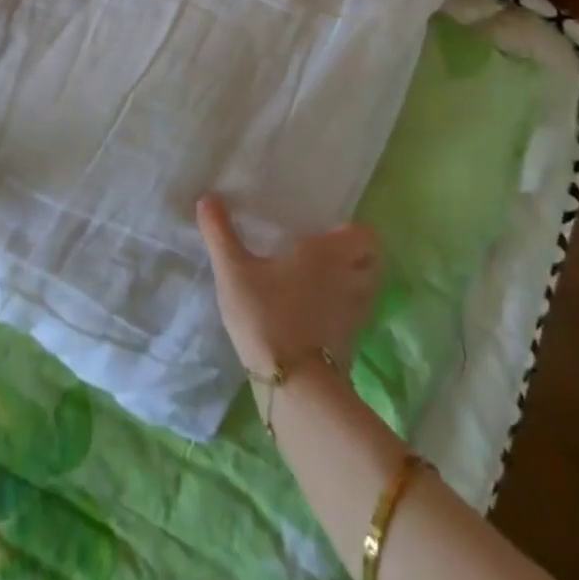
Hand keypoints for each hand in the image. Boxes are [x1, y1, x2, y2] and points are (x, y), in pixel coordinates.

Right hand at [196, 194, 381, 378]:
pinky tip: (316, 311)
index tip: (326, 229)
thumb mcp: (233, 270)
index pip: (364, 233)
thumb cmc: (266, 313)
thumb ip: (219, 233)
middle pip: (371, 260)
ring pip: (365, 288)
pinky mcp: (351, 340)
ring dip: (351, 282)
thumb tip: (207, 197)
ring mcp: (355, 312)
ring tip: (322, 281)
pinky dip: (343, 309)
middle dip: (355, 254)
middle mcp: (349, 277)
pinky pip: (354, 314)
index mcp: (328, 253)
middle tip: (325, 252)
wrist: (292, 382)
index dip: (350, 230)